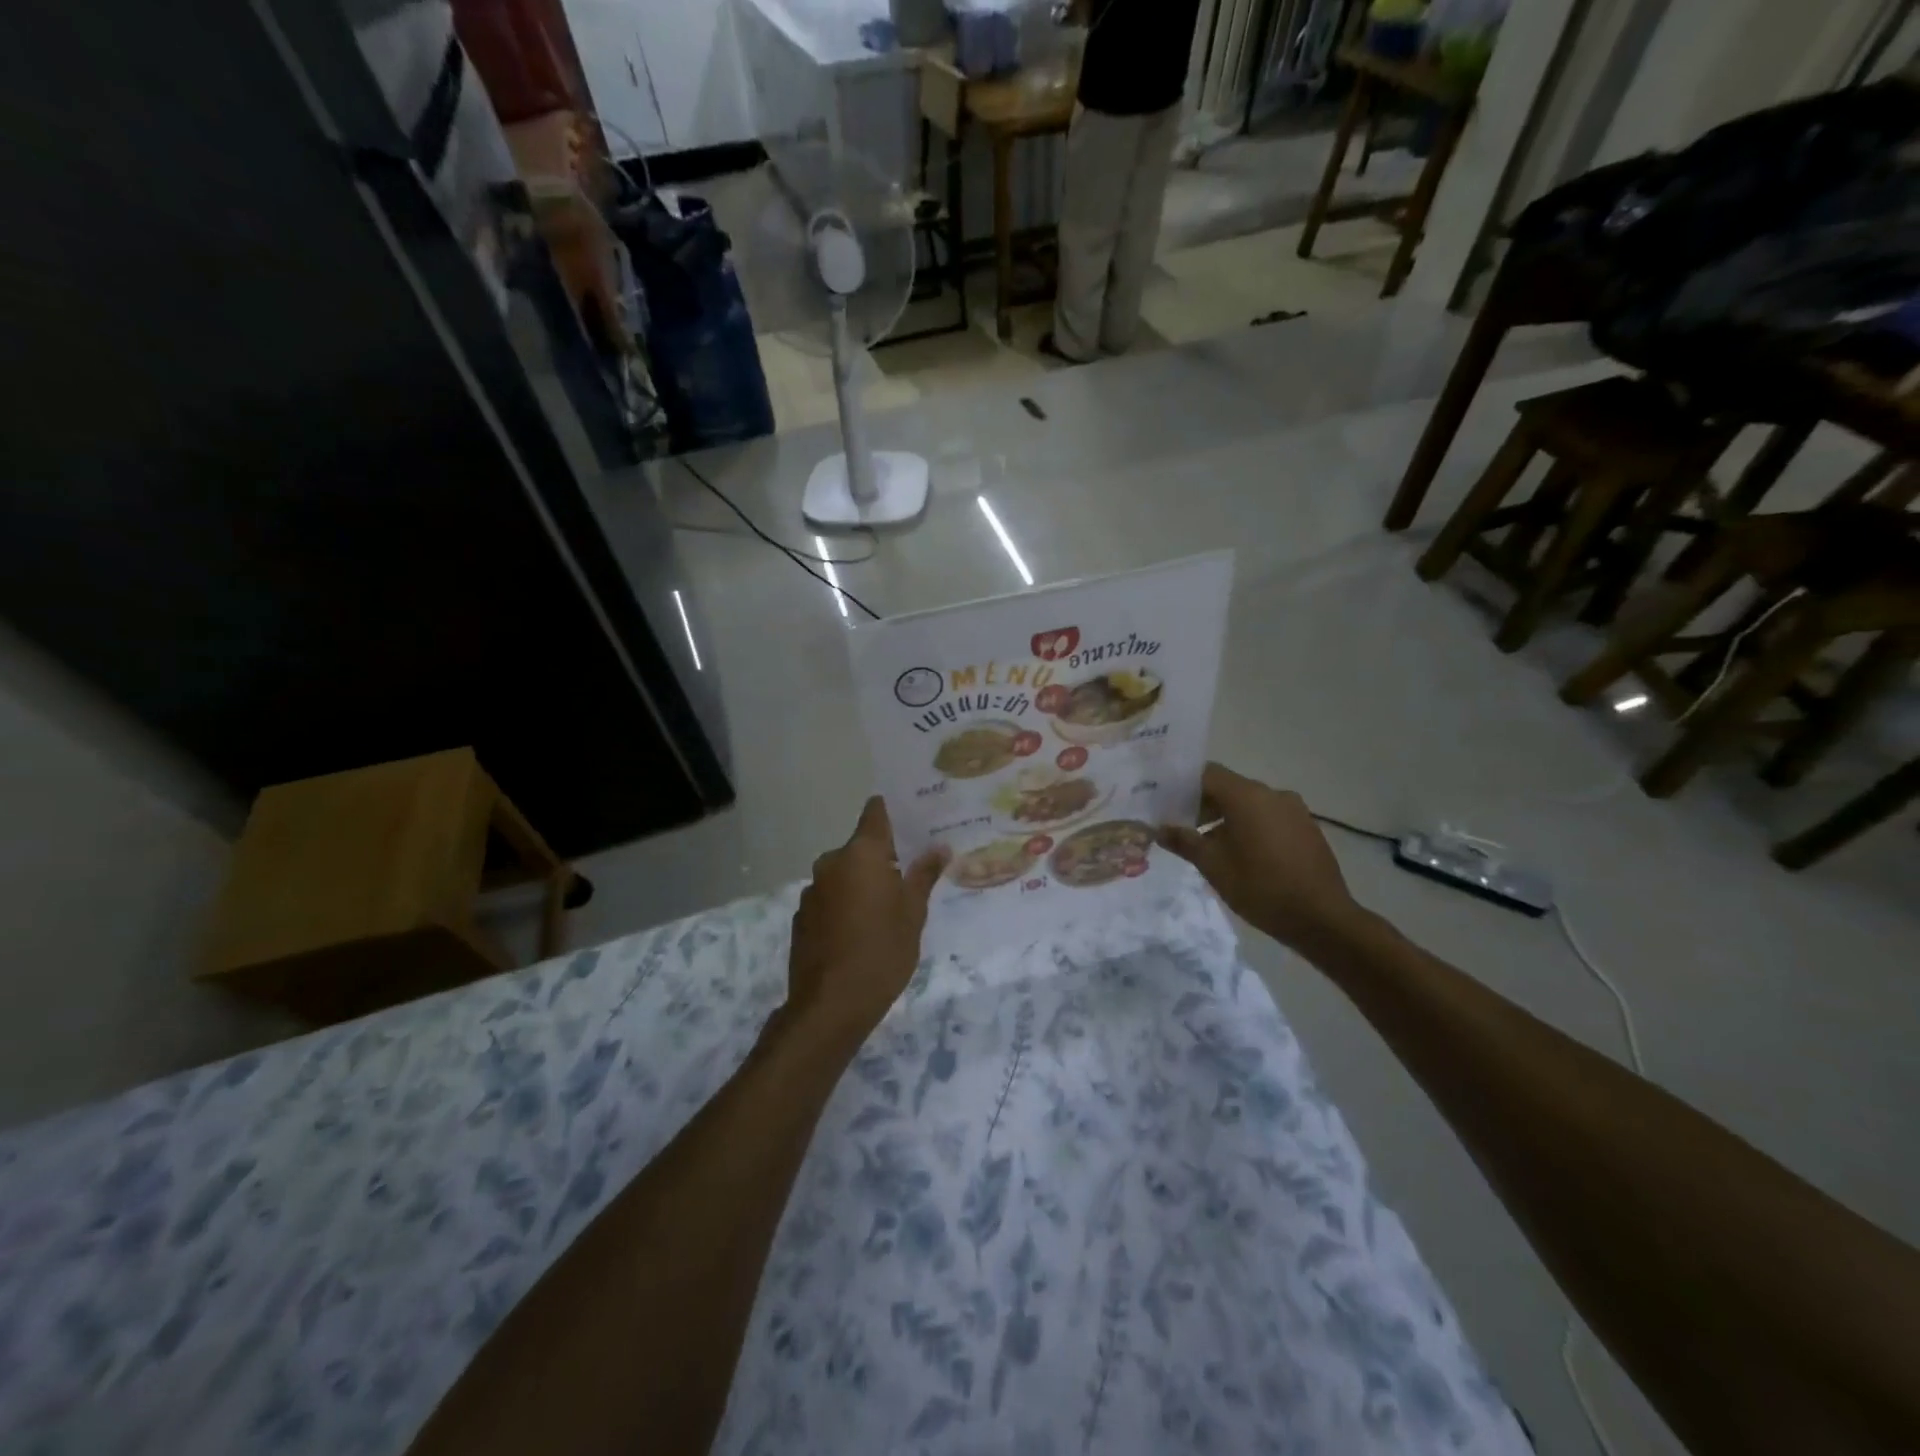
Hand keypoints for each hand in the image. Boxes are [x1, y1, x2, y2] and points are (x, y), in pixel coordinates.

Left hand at [786, 798, 948, 1045]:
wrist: (830, 1005)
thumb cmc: (882, 951)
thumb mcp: (913, 913)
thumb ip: (924, 875)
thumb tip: (939, 847)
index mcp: (861, 853)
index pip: (876, 811)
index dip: (895, 813)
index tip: (916, 821)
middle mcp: (832, 862)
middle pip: (861, 846)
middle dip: (884, 857)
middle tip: (911, 876)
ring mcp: (812, 889)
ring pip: (845, 873)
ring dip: (863, 882)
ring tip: (887, 910)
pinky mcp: (802, 916)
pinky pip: (831, 897)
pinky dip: (846, 904)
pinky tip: (860, 932)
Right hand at [1158, 763, 1366, 953]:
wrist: (1322, 918)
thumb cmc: (1260, 886)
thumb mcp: (1213, 865)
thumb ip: (1184, 841)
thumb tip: (1160, 829)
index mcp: (1246, 796)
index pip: (1206, 773)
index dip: (1183, 786)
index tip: (1166, 804)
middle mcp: (1272, 794)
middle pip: (1229, 787)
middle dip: (1203, 805)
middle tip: (1183, 829)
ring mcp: (1294, 810)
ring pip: (1250, 804)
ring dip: (1228, 818)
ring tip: (1212, 847)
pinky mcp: (1307, 828)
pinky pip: (1270, 817)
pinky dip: (1251, 827)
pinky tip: (1244, 855)